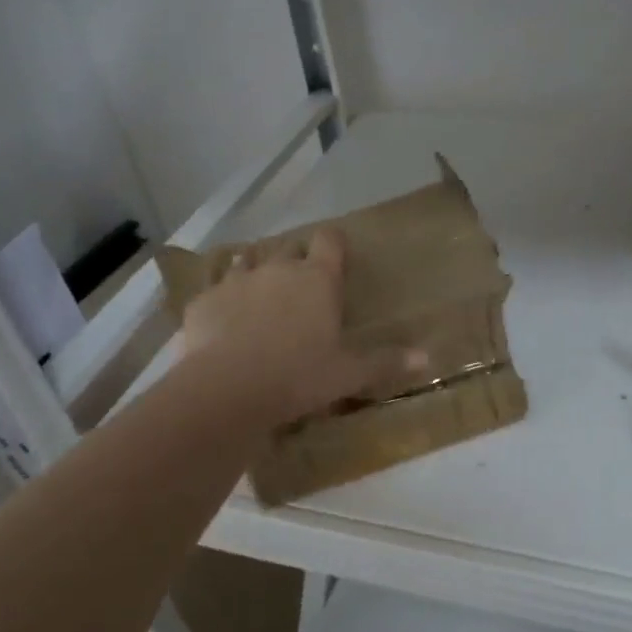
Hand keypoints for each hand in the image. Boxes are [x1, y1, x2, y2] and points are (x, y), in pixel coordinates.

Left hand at [181, 227, 424, 427]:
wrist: (226, 391)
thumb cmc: (298, 377)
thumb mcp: (348, 374)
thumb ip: (385, 362)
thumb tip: (428, 358)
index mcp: (317, 279)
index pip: (329, 240)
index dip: (334, 243)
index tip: (336, 254)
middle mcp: (278, 269)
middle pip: (289, 247)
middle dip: (295, 259)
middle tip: (300, 285)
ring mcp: (236, 281)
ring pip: (247, 260)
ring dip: (256, 271)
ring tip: (259, 295)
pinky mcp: (203, 300)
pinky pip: (215, 289)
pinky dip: (222, 300)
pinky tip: (222, 323)